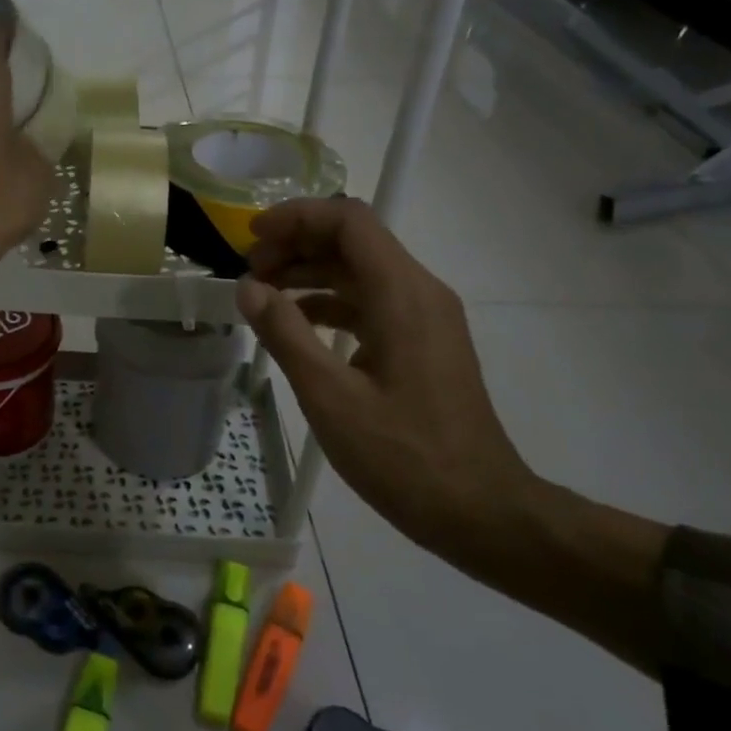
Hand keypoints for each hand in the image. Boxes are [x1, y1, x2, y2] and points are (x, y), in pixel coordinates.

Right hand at [235, 196, 536, 567]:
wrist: (482, 513)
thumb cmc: (404, 456)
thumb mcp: (330, 397)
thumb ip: (285, 334)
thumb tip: (248, 288)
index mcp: (401, 293)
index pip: (348, 221)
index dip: (296, 217)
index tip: (251, 238)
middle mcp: (419, 291)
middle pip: (353, 240)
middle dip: (297, 244)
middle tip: (251, 272)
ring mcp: (425, 316)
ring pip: (361, 270)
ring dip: (310, 272)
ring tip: (264, 296)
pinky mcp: (424, 341)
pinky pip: (371, 301)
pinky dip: (330, 302)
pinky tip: (297, 326)